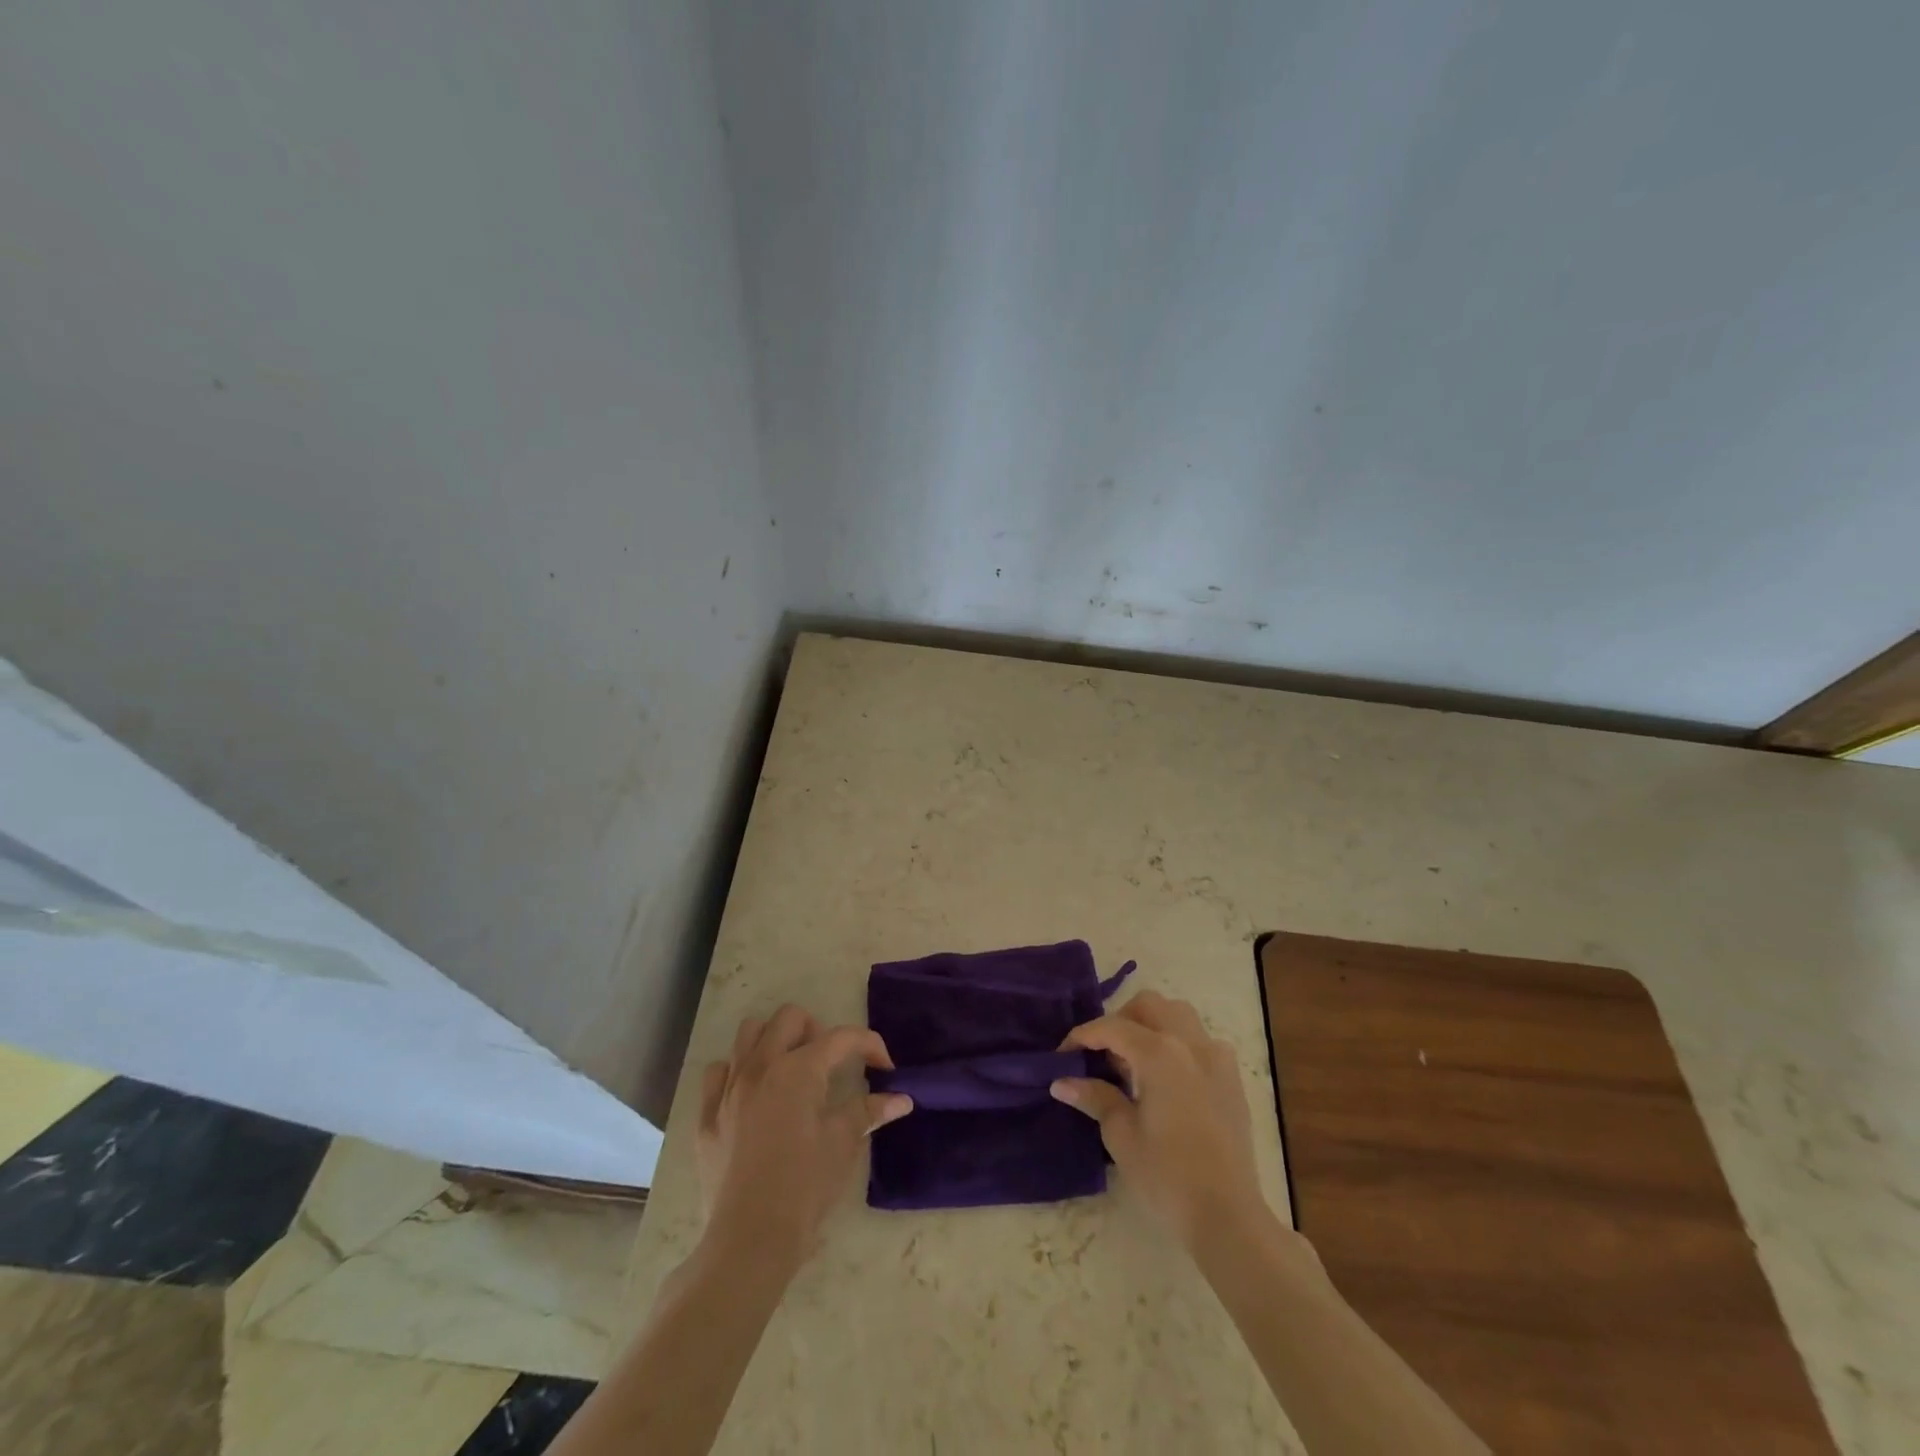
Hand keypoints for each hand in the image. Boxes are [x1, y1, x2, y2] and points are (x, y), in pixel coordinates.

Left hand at [697, 1005, 912, 1267]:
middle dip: (817, 1030)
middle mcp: (761, 1066)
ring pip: (749, 1033)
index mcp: (798, 1070)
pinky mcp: (707, 1115)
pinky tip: (753, 1095)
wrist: (749, 1240)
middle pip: (790, 1018)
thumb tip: (902, 1099)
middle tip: (831, 1064)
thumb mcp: (843, 1144)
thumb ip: (869, 1112)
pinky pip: (719, 1072)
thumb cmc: (804, 1188)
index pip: (841, 1038)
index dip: (870, 1044)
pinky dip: (738, 1071)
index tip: (885, 1067)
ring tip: (792, 1070)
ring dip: (775, 1040)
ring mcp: (728, 1088)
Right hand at [1051, 991, 1268, 1247]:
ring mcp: (1217, 1058)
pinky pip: (1201, 1042)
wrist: (1227, 1216)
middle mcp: (1190, 1043)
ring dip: (1152, 1025)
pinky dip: (1178, 1044)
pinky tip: (1168, 1079)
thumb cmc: (1167, 1176)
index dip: (1082, 1036)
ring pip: (1179, 1015)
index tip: (1063, 1056)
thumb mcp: (1121, 1135)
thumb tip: (1061, 1082)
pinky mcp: (1232, 1079)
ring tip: (1135, 1061)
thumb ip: (1094, 1097)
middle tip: (1102, 1053)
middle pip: (1149, 1006)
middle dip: (1120, 1020)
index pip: (1112, 1027)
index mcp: (1160, 1053)